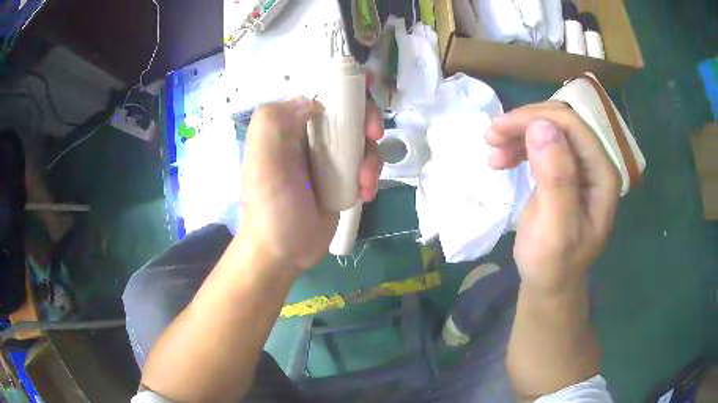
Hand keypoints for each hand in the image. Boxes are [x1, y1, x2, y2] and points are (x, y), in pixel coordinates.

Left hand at [239, 97, 383, 269]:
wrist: (284, 252)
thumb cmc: (270, 207)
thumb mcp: (261, 162)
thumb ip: (274, 122)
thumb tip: (311, 101)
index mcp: (288, 125)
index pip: (320, 92)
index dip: (345, 85)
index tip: (367, 87)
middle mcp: (310, 136)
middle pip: (349, 112)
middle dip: (367, 120)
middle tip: (375, 135)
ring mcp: (329, 158)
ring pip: (362, 140)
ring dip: (371, 157)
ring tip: (364, 182)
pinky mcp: (343, 179)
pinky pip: (366, 165)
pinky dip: (371, 175)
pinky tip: (364, 194)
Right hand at [485, 101, 619, 293]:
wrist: (549, 283)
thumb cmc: (553, 264)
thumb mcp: (556, 229)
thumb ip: (556, 179)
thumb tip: (541, 126)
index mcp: (602, 174)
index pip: (573, 126)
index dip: (535, 118)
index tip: (499, 129)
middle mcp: (594, 164)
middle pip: (560, 123)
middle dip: (524, 123)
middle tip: (491, 136)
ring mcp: (579, 167)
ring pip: (549, 129)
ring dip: (519, 134)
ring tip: (492, 149)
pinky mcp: (563, 171)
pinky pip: (542, 144)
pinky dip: (520, 146)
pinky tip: (502, 159)